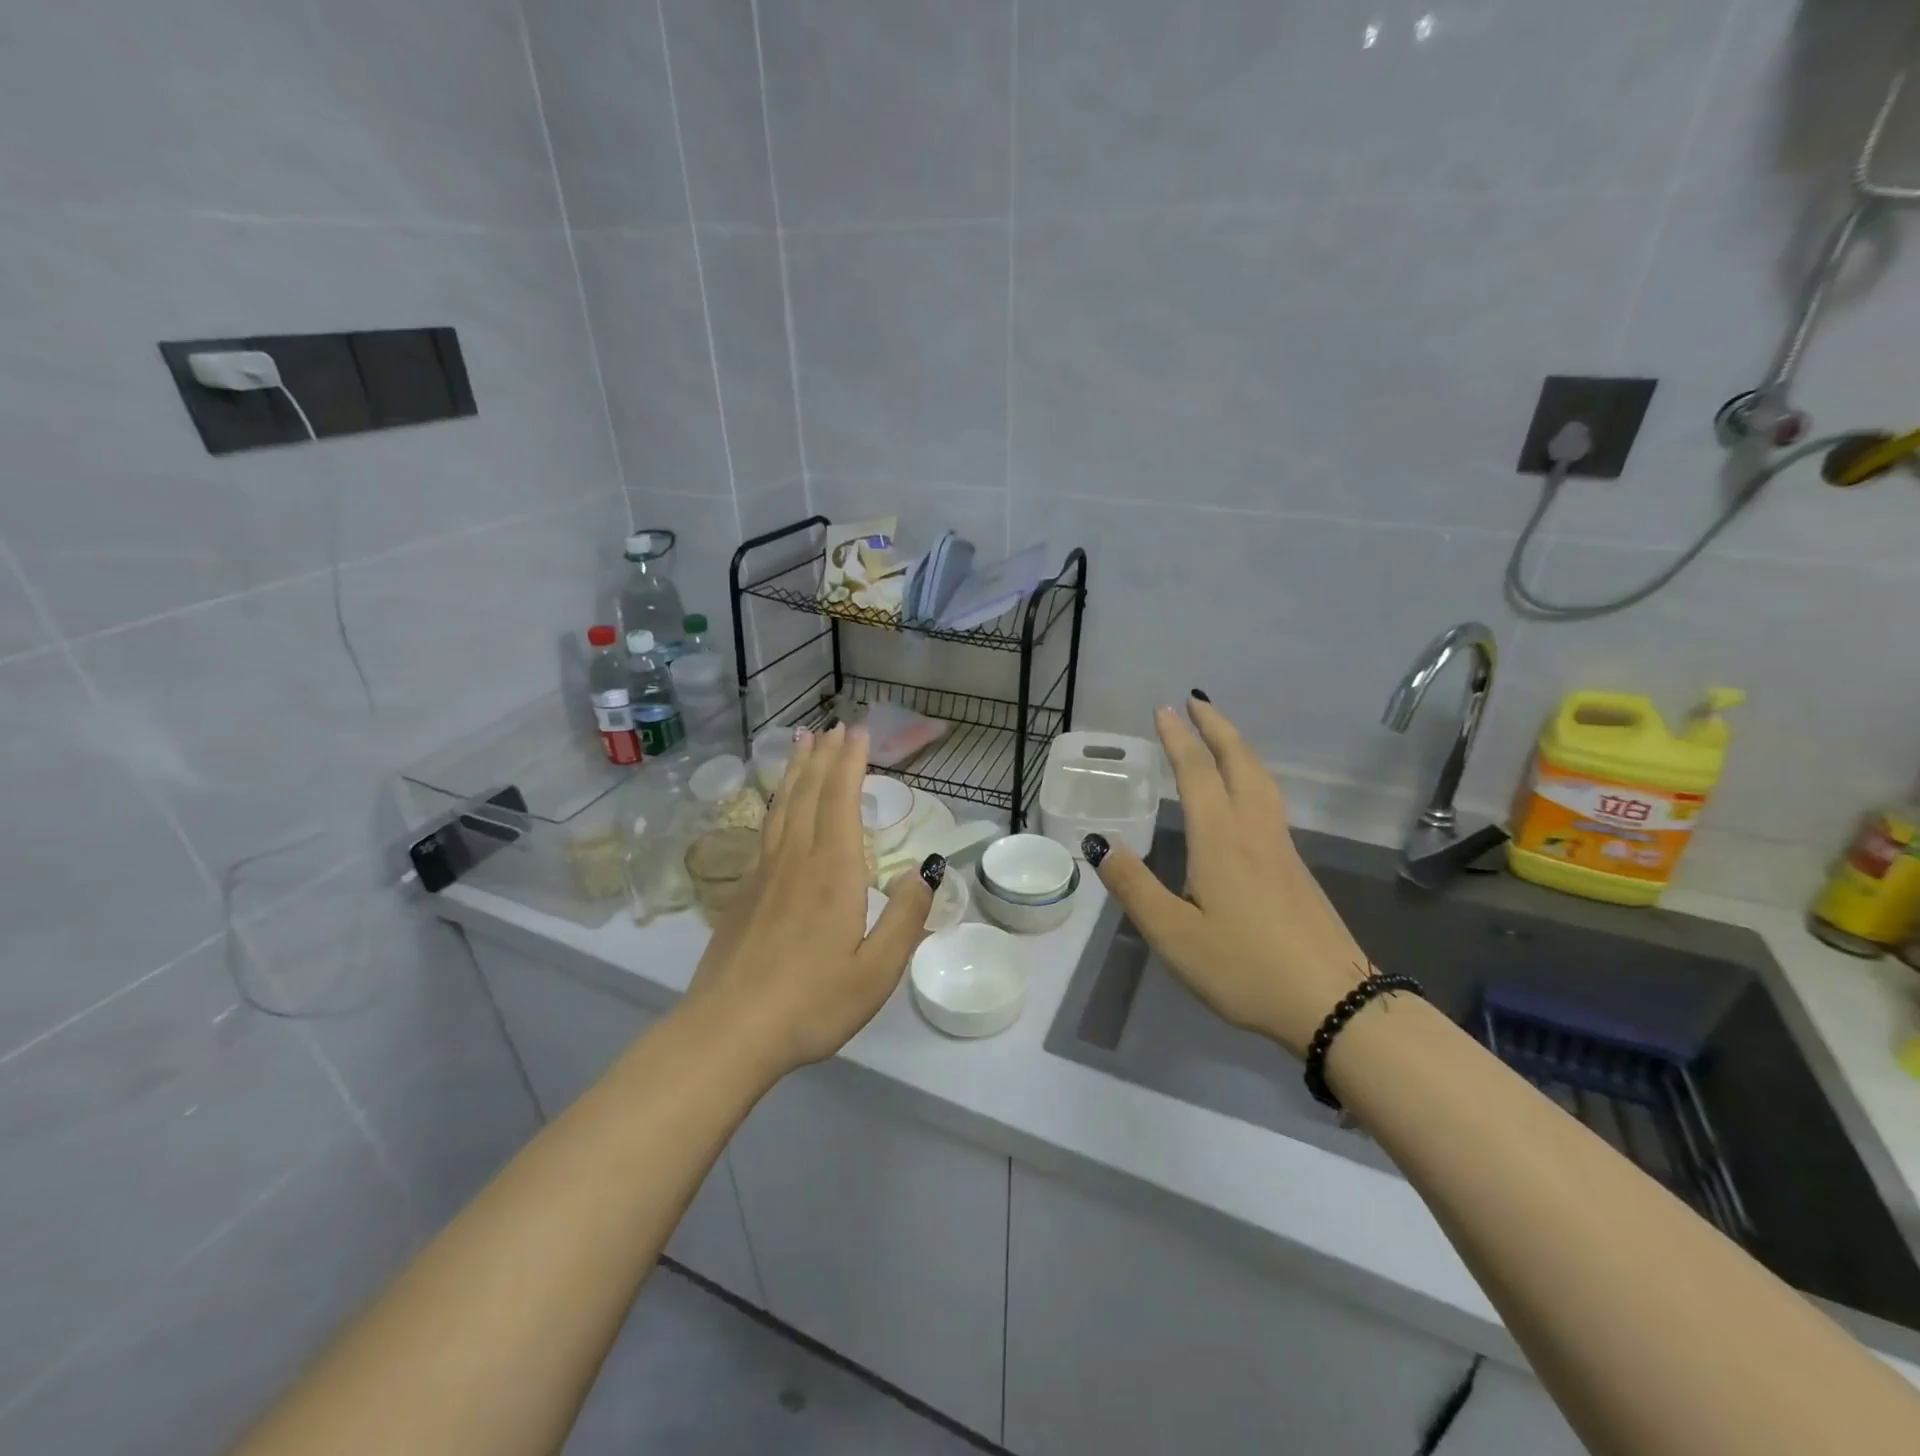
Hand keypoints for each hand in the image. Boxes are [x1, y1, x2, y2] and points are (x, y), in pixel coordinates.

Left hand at [685, 724, 937, 1076]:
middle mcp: (796, 861)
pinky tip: (777, 807)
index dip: (850, 762)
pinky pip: (765, 830)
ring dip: (795, 771)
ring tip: (800, 742)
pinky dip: (776, 803)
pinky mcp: (744, 893)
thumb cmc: (812, 1003)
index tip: (857, 731)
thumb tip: (925, 871)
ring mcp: (764, 875)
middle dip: (823, 756)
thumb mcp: (876, 971)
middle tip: (831, 725)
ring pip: (782, 807)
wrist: (728, 1032)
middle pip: (809, 794)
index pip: (841, 801)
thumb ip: (906, 918)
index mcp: (833, 873)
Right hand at [1087, 696, 1370, 1057]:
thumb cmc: (1244, 968)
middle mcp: (1254, 832)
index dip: (1179, 740)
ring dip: (1238, 747)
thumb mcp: (1173, 935)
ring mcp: (1282, 848)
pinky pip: (1270, 801)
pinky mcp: (1296, 869)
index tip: (1164, 709)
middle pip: (1239, 763)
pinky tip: (1246, 793)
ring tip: (1220, 735)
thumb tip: (1101, 842)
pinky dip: (1252, 775)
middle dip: (1216, 727)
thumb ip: (1135, 887)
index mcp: (1220, 840)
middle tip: (1195, 701)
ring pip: (1261, 780)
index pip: (1198, 774)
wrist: (1335, 1003)